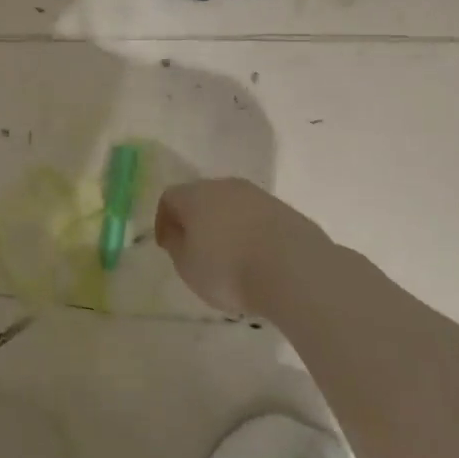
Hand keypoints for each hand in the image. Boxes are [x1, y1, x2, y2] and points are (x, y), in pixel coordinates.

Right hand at [154, 178, 328, 316]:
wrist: (295, 270)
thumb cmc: (228, 270)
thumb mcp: (187, 267)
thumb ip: (178, 247)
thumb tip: (179, 234)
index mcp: (195, 195)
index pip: (169, 198)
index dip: (164, 221)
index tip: (167, 246)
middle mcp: (226, 187)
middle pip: (202, 197)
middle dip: (196, 220)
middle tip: (195, 248)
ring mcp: (260, 196)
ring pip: (233, 206)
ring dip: (226, 226)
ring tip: (229, 257)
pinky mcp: (287, 211)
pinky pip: (258, 219)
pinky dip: (251, 233)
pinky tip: (256, 258)